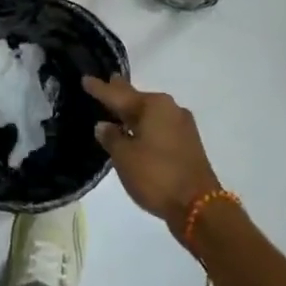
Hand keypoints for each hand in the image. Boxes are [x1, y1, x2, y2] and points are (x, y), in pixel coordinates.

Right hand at [85, 76, 223, 232]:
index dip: (100, 88)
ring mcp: (182, 125)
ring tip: (118, 108)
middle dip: (121, 93)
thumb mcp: (125, 157)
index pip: (118, 94)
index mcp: (153, 105)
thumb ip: (111, 138)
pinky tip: (137, 131)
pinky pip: (160, 127)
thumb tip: (103, 125)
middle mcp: (170, 108)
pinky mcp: (188, 143)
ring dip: (134, 112)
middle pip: (138, 98)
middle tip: (107, 82)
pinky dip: (145, 126)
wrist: (200, 207)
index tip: (85, 79)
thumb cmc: (156, 176)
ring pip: (150, 113)